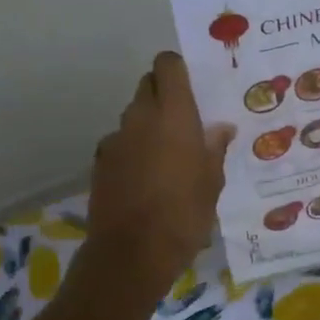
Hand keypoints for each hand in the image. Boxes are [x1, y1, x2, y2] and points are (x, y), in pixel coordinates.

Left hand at [82, 52, 233, 299]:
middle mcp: (140, 117)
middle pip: (148, 86)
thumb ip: (215, 148)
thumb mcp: (212, 183)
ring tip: (167, 155)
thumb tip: (220, 128)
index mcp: (173, 114)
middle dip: (165, 95)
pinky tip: (144, 179)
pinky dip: (132, 150)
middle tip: (185, 120)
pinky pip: (120, 143)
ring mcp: (115, 139)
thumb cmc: (184, 214)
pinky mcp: (100, 163)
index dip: (178, 69)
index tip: (193, 86)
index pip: (167, 65)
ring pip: (133, 116)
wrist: (132, 254)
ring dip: (148, 124)